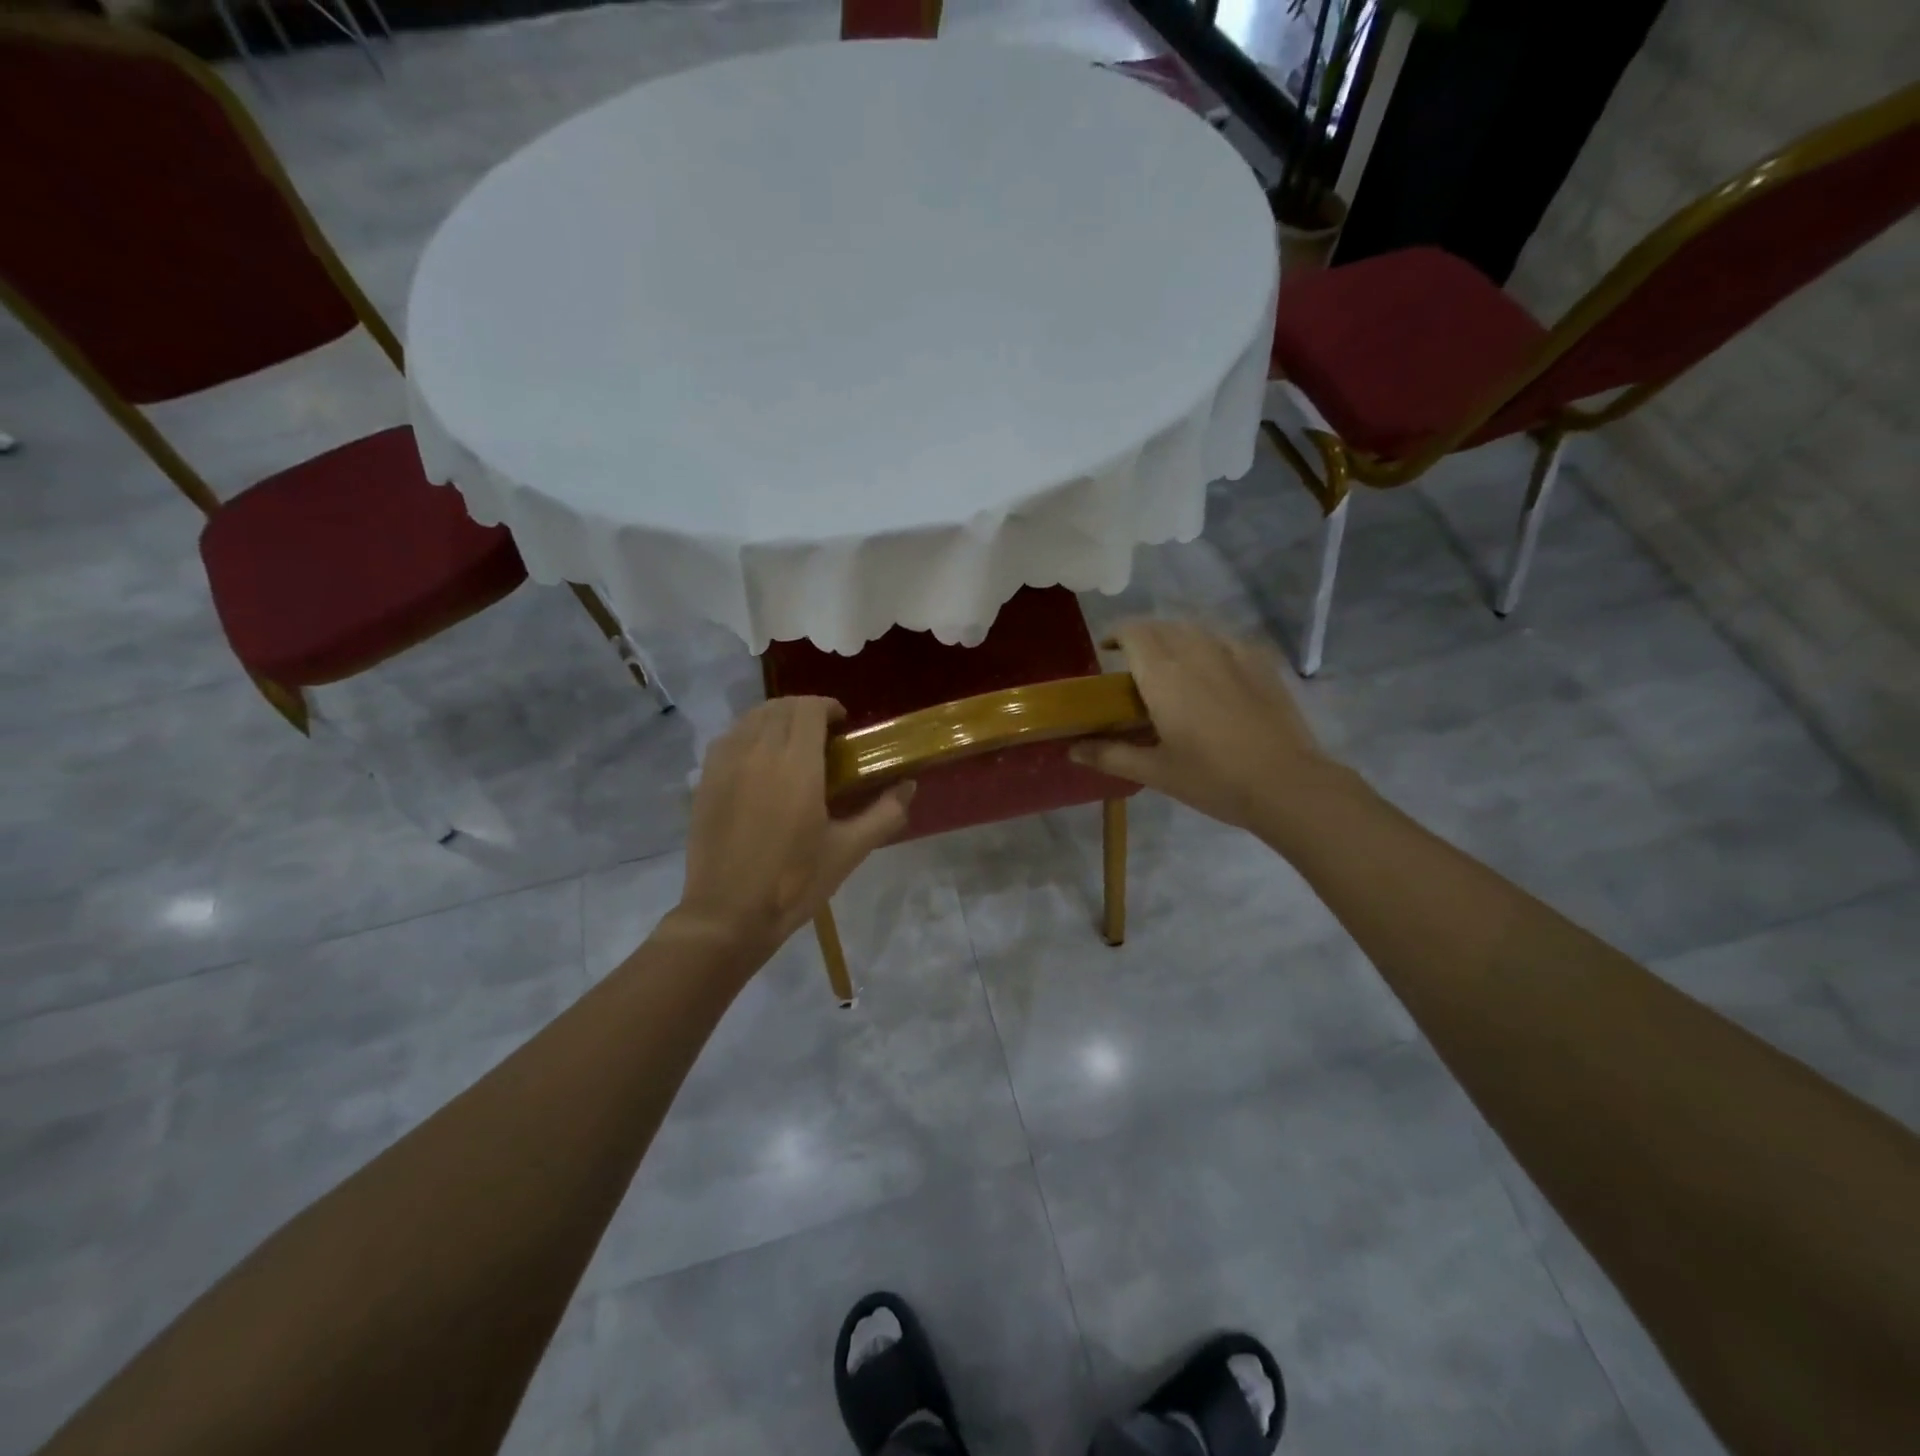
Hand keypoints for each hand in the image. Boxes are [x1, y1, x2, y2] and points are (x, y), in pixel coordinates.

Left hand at [673, 697, 913, 959]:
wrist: (728, 914)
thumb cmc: (794, 882)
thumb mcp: (849, 850)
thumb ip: (885, 813)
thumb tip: (909, 786)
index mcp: (796, 765)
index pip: (809, 709)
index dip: (828, 707)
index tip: (843, 724)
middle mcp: (758, 752)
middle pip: (781, 707)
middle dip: (805, 710)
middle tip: (823, 735)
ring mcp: (725, 764)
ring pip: (752, 717)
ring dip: (776, 719)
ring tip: (791, 743)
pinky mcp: (705, 780)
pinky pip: (728, 738)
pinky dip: (748, 734)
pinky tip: (758, 761)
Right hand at [1071, 618, 1330, 833]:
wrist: (1286, 784)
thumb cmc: (1213, 779)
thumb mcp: (1155, 772)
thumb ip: (1110, 755)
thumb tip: (1072, 750)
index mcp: (1163, 675)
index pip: (1133, 632)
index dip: (1116, 634)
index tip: (1107, 651)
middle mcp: (1195, 652)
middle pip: (1161, 626)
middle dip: (1142, 637)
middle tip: (1134, 666)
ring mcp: (1233, 653)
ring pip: (1194, 630)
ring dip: (1174, 638)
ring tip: (1171, 667)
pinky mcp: (1261, 662)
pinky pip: (1225, 640)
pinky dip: (1207, 647)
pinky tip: (1212, 672)